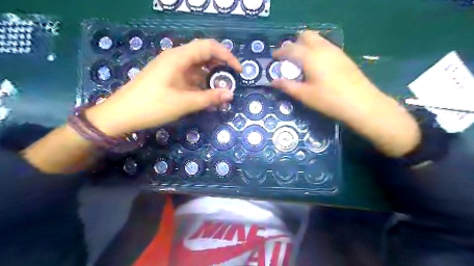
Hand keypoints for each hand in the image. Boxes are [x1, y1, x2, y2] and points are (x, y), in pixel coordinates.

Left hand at [86, 39, 240, 136]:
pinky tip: (207, 96)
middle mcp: (176, 58)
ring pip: (198, 67)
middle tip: (231, 82)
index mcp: (179, 57)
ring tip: (221, 93)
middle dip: (220, 67)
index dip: (227, 56)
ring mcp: (172, 68)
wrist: (122, 114)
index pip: (209, 47)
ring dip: (211, 78)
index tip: (238, 71)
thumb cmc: (152, 106)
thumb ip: (209, 97)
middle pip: (204, 55)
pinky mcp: (169, 77)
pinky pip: (190, 77)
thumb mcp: (184, 103)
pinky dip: (201, 85)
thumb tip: (230, 94)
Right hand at [272, 30, 419, 156]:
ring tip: (301, 62)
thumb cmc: (329, 100)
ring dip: (306, 45)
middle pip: (306, 36)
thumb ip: (288, 86)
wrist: (361, 103)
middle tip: (289, 58)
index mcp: (311, 57)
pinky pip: (325, 46)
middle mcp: (323, 49)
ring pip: (317, 39)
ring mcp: (335, 51)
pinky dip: (316, 50)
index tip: (274, 58)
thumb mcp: (305, 95)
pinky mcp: (343, 56)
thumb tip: (274, 81)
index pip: (291, 49)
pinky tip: (316, 66)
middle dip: (294, 43)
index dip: (280, 52)